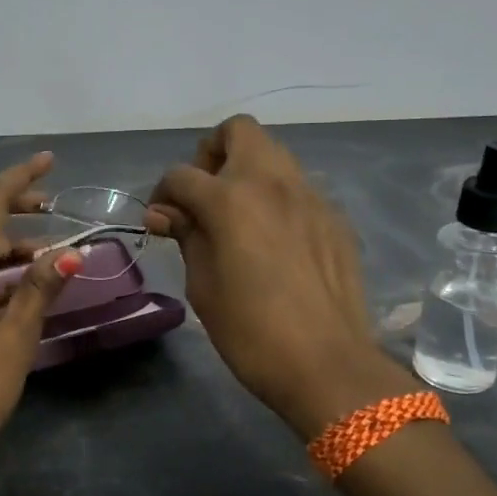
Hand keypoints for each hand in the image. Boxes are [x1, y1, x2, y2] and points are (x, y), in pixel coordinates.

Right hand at [147, 115, 417, 438]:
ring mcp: (310, 196)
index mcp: (230, 198)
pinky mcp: (334, 217)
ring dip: (247, 171)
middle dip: (212, 153)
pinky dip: (277, 198)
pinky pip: (298, 189)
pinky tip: (274, 240)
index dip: (163, 194)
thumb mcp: (203, 284)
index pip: (182, 174)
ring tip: (238, 215)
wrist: (326, 364)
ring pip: (273, 155)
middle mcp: (272, 182)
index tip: (162, 220)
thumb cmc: (250, 330)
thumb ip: (186, 236)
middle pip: (238, 131)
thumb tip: (164, 213)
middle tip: (205, 195)